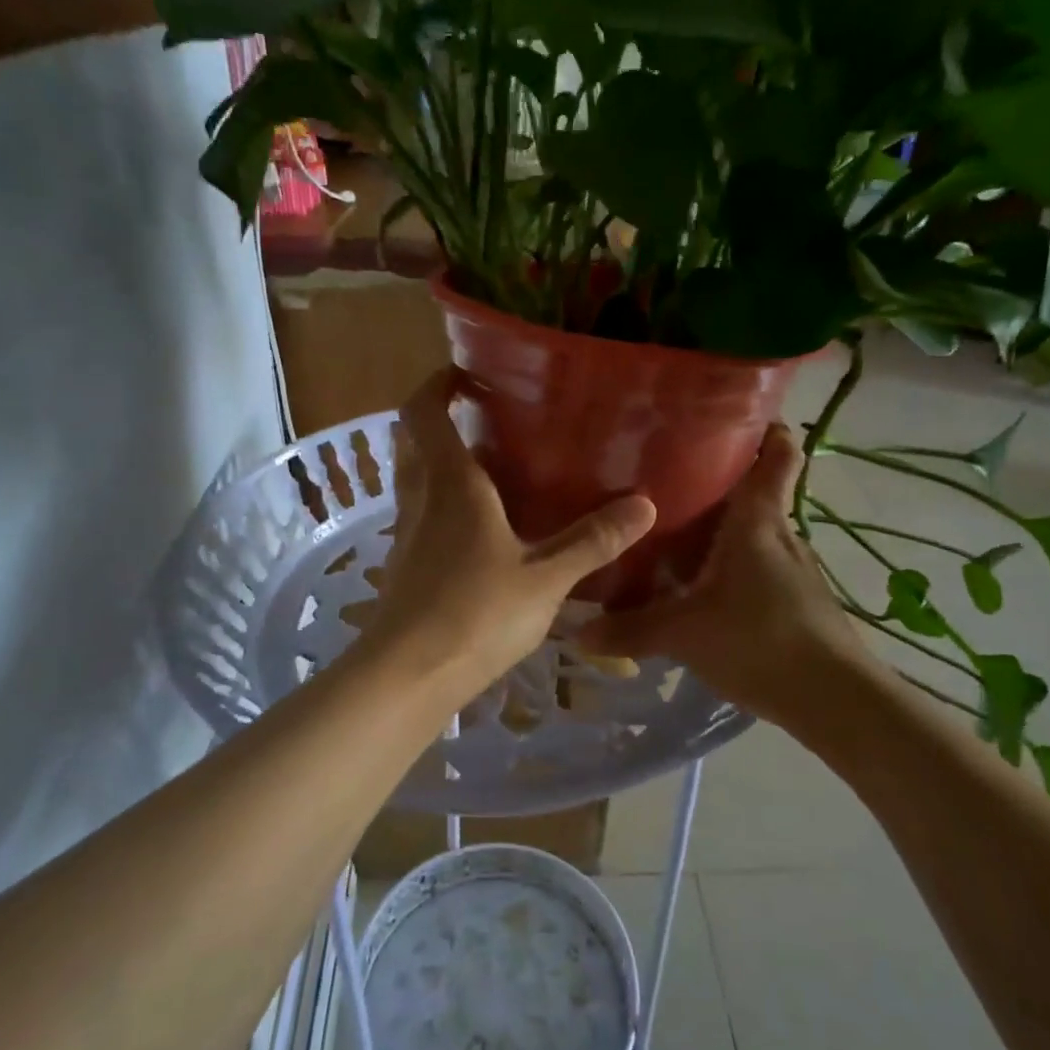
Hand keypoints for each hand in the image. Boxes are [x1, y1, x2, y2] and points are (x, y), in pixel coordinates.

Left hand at [357, 370, 656, 702]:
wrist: (407, 676)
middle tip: (485, 418)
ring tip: (492, 468)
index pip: (423, 411)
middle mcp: (422, 499)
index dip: (436, 384)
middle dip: (440, 420)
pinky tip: (482, 529)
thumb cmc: (475, 613)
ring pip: (417, 480)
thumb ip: (592, 541)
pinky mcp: (405, 566)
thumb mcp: (545, 578)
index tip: (466, 373)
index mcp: (451, 484)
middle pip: (414, 441)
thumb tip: (644, 504)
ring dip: (442, 463)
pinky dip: (444, 504)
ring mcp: (407, 534)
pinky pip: (422, 516)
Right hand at [579, 423, 871, 717]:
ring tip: (669, 532)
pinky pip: (754, 564)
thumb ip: (631, 629)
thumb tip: (578, 631)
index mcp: (758, 519)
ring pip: (751, 531)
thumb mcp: (684, 633)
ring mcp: (791, 566)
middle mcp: (779, 532)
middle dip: (712, 482)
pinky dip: (728, 564)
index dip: (763, 425)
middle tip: (662, 480)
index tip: (726, 416)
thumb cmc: (761, 640)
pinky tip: (697, 586)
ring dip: (717, 529)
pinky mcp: (794, 597)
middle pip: (752, 490)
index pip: (778, 451)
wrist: (835, 700)